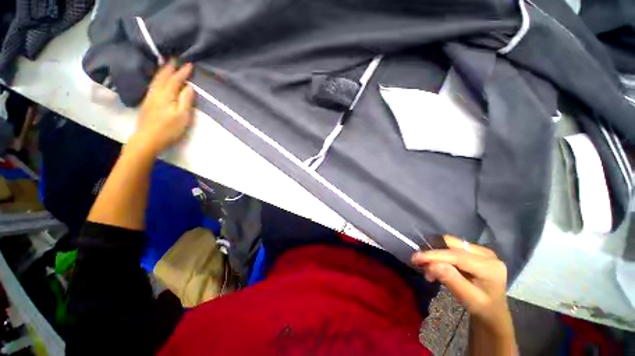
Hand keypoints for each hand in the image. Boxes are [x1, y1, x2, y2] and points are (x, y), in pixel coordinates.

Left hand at [131, 59, 194, 154]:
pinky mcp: (147, 103)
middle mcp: (156, 92)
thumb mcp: (182, 116)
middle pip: (163, 76)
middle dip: (170, 67)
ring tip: (167, 65)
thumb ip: (186, 100)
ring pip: (156, 80)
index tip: (190, 64)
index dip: (183, 72)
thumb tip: (189, 87)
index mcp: (166, 94)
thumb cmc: (169, 129)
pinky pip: (153, 85)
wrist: (148, 139)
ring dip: (162, 71)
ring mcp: (150, 97)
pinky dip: (158, 79)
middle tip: (175, 58)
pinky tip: (159, 80)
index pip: (175, 79)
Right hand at [411, 235, 512, 336]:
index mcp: (490, 267)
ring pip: (450, 243)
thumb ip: (452, 281)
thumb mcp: (469, 299)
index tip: (415, 258)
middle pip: (452, 244)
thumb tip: (431, 265)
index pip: (457, 256)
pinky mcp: (474, 250)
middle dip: (433, 252)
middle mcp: (487, 254)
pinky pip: (452, 246)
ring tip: (428, 268)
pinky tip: (437, 264)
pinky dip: (441, 253)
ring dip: (436, 253)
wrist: (494, 310)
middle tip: (421, 264)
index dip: (434, 255)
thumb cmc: (483, 308)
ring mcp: (481, 250)